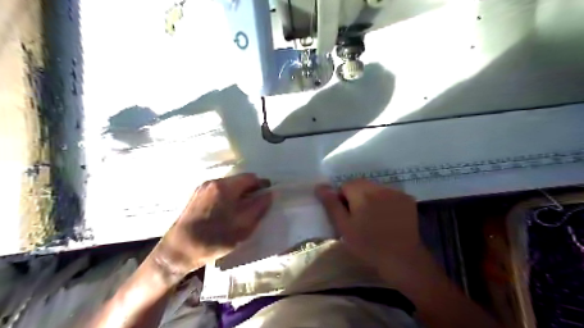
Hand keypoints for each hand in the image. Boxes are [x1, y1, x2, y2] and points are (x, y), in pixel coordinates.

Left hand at [149, 174, 269, 276]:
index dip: (262, 185)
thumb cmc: (214, 239)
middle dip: (250, 189)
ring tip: (242, 209)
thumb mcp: (243, 226)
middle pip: (239, 180)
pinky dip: (227, 196)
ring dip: (239, 193)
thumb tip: (270, 194)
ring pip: (228, 185)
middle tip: (256, 204)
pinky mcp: (196, 196)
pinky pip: (218, 191)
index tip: (268, 195)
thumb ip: (259, 207)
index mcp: (225, 187)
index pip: (251, 177)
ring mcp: (202, 188)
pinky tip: (227, 211)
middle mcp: (213, 182)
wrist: (178, 251)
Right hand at [318, 180, 422, 268]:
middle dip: (356, 197)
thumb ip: (331, 204)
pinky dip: (385, 201)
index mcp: (362, 193)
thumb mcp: (344, 227)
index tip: (347, 215)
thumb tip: (320, 186)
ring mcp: (395, 192)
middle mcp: (379, 187)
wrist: (402, 259)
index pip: (345, 185)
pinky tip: (387, 217)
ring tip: (374, 218)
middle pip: (361, 184)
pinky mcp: (407, 199)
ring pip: (375, 188)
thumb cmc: (368, 245)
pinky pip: (389, 194)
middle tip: (359, 218)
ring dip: (371, 198)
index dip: (342, 199)